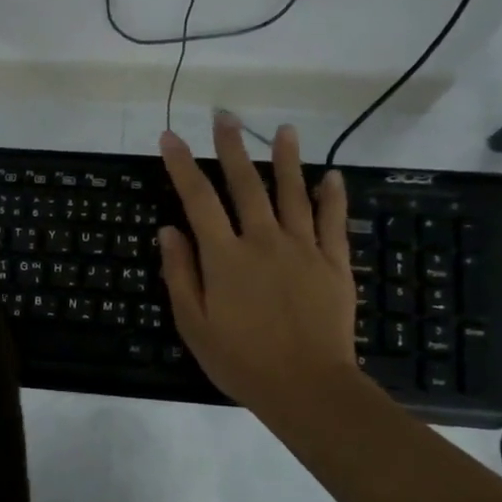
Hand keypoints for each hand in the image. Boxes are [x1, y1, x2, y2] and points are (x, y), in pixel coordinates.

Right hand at [158, 115, 360, 421]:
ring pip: (293, 193)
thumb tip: (168, 230)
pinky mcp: (333, 263)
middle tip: (224, 115)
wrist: (307, 386)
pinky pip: (332, 221)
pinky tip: (330, 175)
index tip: (170, 137)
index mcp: (224, 257)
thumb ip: (180, 274)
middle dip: (232, 147)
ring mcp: (303, 248)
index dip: (182, 166)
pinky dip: (331, 195)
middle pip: (245, 184)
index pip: (198, 200)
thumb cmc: (240, 360)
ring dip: (286, 158)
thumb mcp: (194, 324)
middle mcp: (263, 241)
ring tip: (282, 129)